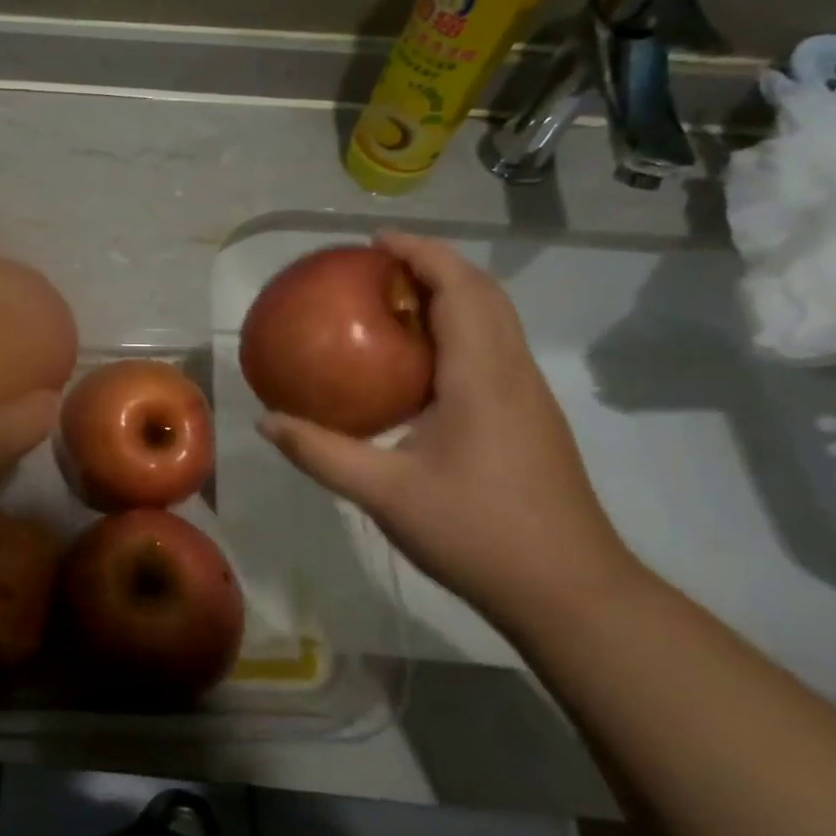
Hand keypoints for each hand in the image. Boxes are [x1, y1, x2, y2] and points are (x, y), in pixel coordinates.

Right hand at [257, 232, 641, 624]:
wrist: (570, 594)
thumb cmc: (478, 533)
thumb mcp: (385, 493)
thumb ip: (321, 452)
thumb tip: (265, 421)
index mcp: (482, 374)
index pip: (458, 286)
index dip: (419, 251)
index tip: (372, 241)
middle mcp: (512, 371)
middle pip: (481, 292)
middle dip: (432, 264)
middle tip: (375, 266)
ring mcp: (527, 396)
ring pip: (492, 320)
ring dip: (447, 295)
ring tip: (390, 302)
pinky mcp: (528, 419)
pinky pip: (490, 350)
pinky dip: (455, 330)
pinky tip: (415, 366)